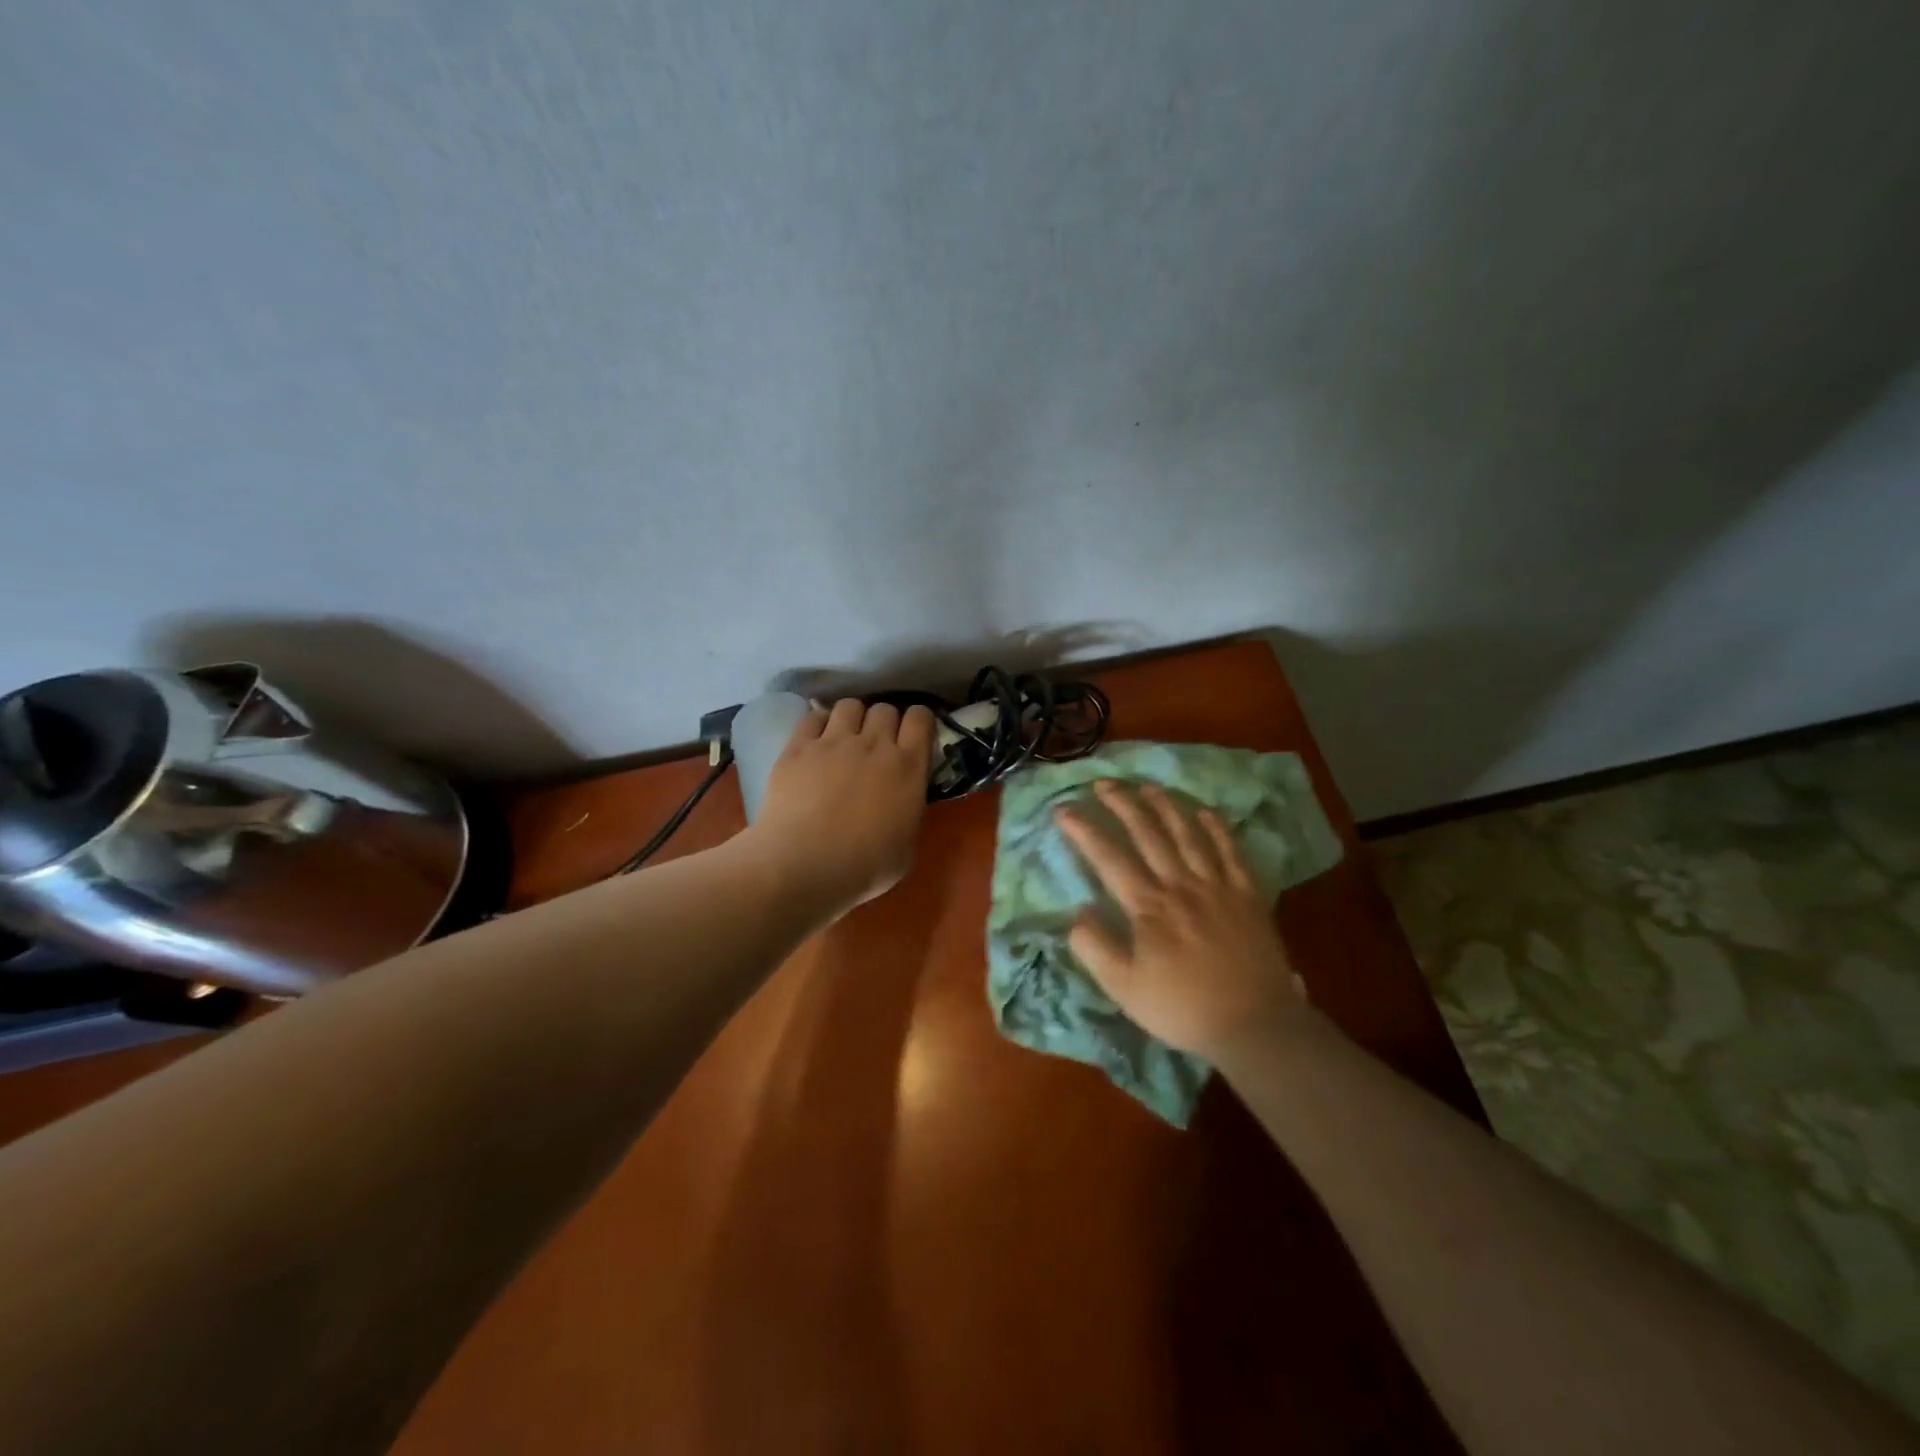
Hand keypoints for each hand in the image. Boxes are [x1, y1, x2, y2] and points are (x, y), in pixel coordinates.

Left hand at [748, 699, 936, 916]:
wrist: (804, 866)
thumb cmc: (863, 867)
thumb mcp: (907, 847)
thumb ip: (909, 813)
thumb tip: (903, 804)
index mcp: (907, 767)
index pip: (920, 718)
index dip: (918, 722)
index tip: (913, 736)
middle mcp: (874, 744)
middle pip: (884, 708)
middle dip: (884, 722)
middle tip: (876, 744)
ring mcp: (833, 742)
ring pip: (850, 705)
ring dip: (852, 718)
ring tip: (844, 738)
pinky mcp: (798, 747)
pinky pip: (812, 717)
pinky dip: (818, 724)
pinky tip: (815, 742)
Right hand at [1057, 782, 1307, 1060]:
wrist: (1254, 1025)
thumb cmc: (1183, 1008)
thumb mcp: (1124, 989)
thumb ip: (1095, 948)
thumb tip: (1077, 913)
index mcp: (1149, 907)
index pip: (1109, 858)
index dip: (1084, 830)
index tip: (1064, 809)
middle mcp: (1181, 885)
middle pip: (1148, 834)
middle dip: (1123, 804)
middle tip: (1104, 782)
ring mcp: (1217, 886)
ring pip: (1188, 834)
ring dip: (1166, 806)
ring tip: (1148, 786)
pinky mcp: (1247, 895)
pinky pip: (1231, 851)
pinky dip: (1217, 828)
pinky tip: (1205, 811)